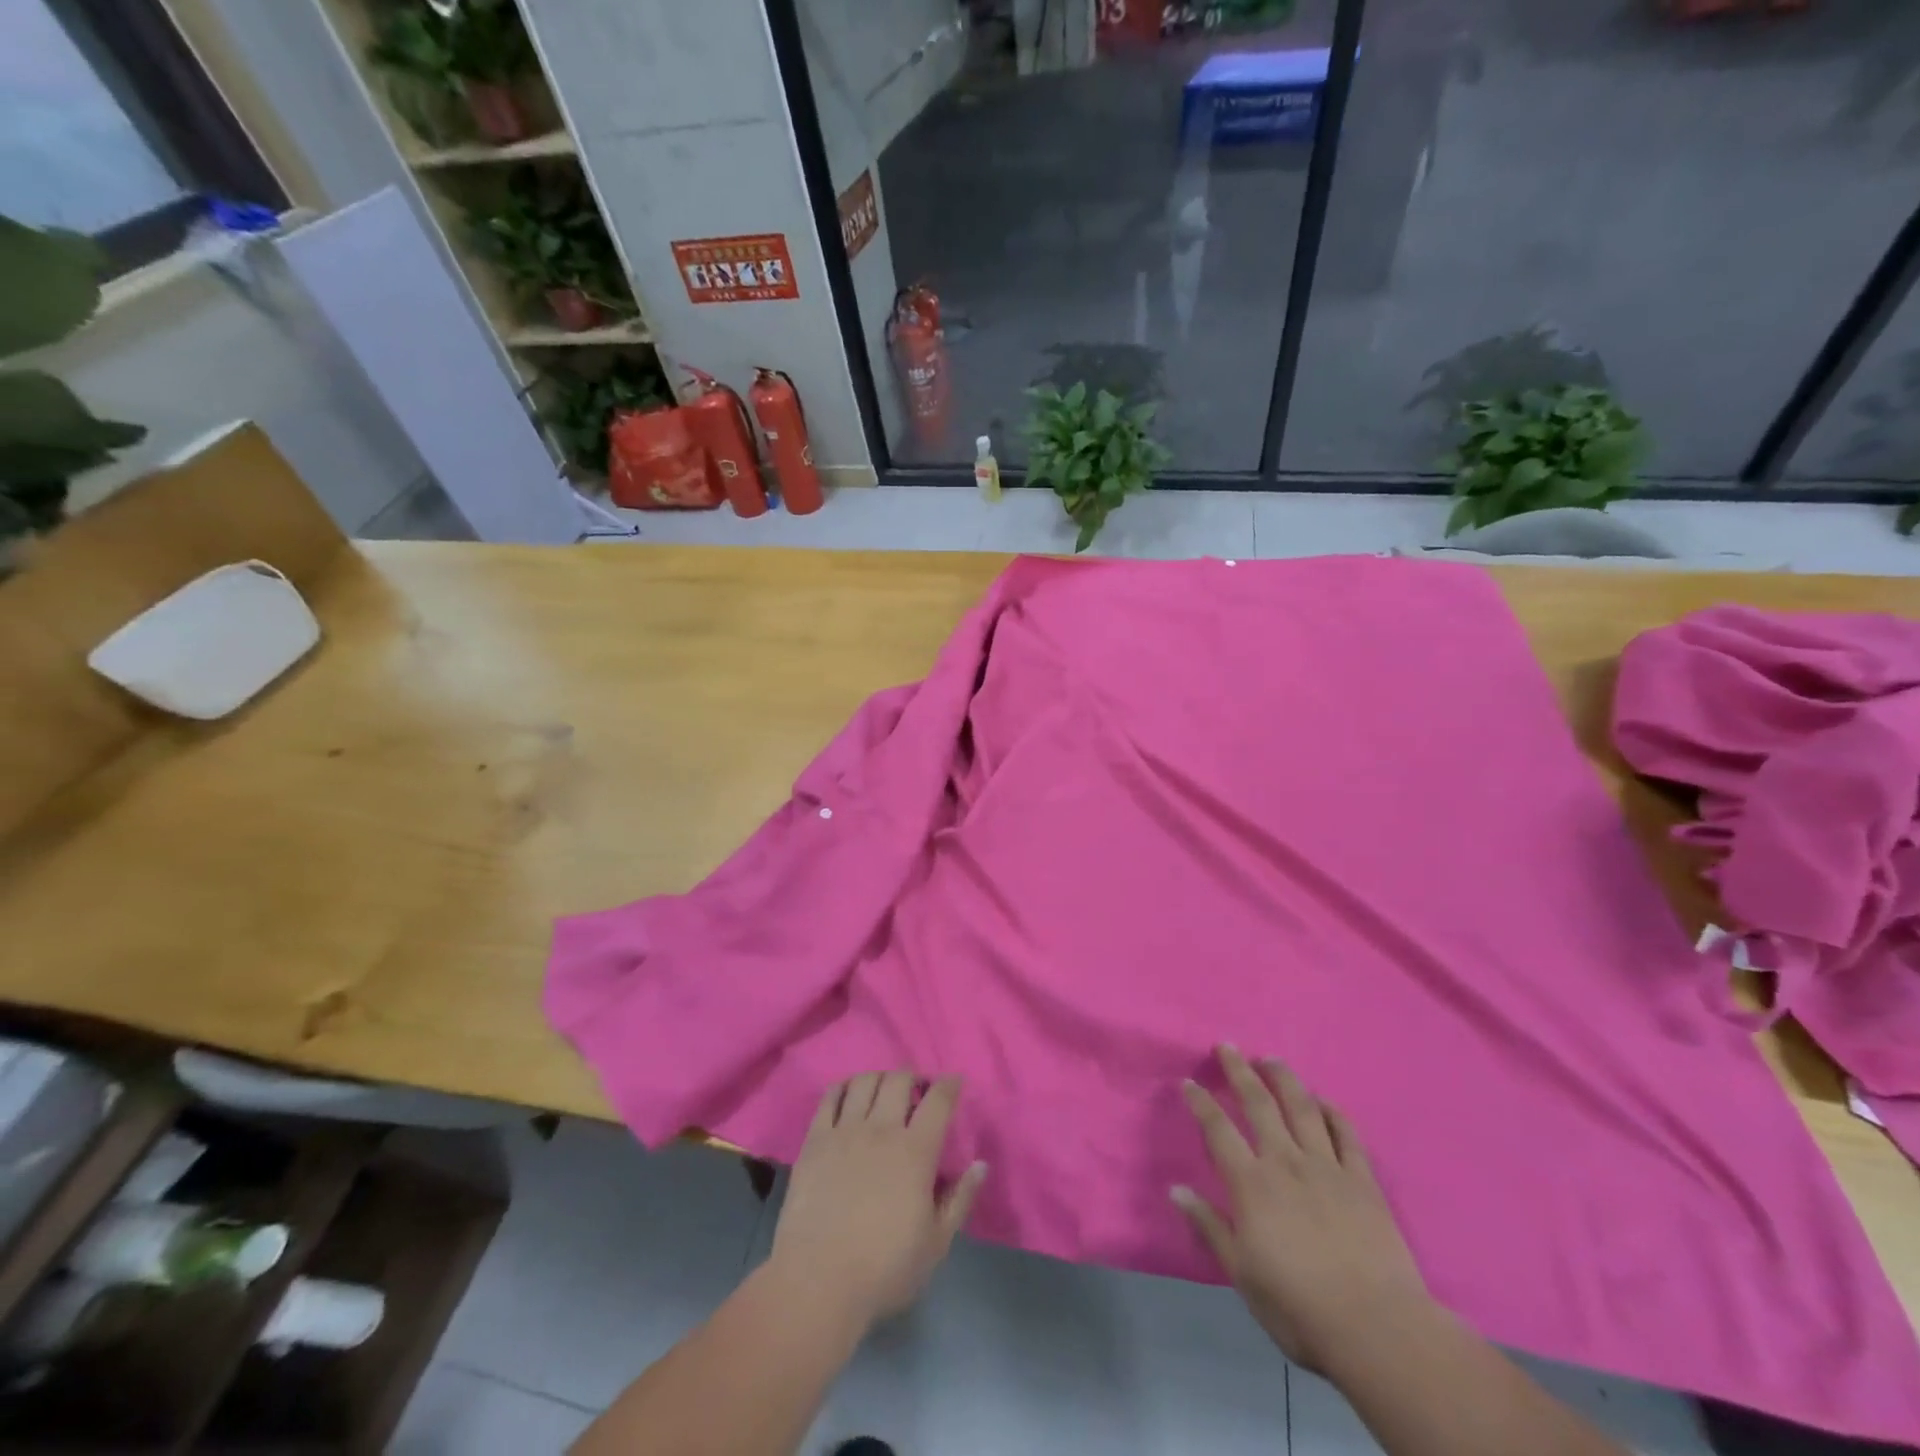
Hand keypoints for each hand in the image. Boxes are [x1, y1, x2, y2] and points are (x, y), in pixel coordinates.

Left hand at [769, 1072, 987, 1333]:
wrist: (817, 1283)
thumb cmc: (884, 1269)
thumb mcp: (936, 1243)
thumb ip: (960, 1199)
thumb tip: (981, 1164)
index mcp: (916, 1152)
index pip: (938, 1100)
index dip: (949, 1085)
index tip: (953, 1082)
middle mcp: (881, 1130)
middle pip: (899, 1080)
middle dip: (912, 1077)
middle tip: (916, 1091)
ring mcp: (845, 1131)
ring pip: (865, 1081)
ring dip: (880, 1078)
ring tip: (883, 1091)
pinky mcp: (815, 1140)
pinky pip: (830, 1097)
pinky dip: (844, 1087)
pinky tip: (849, 1096)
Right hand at [1172, 1046, 1432, 1374]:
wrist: (1377, 1329)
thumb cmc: (1299, 1307)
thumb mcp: (1242, 1274)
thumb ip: (1210, 1226)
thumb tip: (1176, 1189)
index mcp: (1251, 1184)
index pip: (1218, 1130)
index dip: (1200, 1102)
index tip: (1188, 1082)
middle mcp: (1286, 1162)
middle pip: (1258, 1103)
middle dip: (1239, 1071)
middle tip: (1227, 1046)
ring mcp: (1327, 1167)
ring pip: (1302, 1107)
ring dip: (1284, 1078)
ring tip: (1271, 1059)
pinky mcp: (1363, 1180)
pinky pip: (1346, 1134)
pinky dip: (1332, 1112)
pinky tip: (1323, 1101)